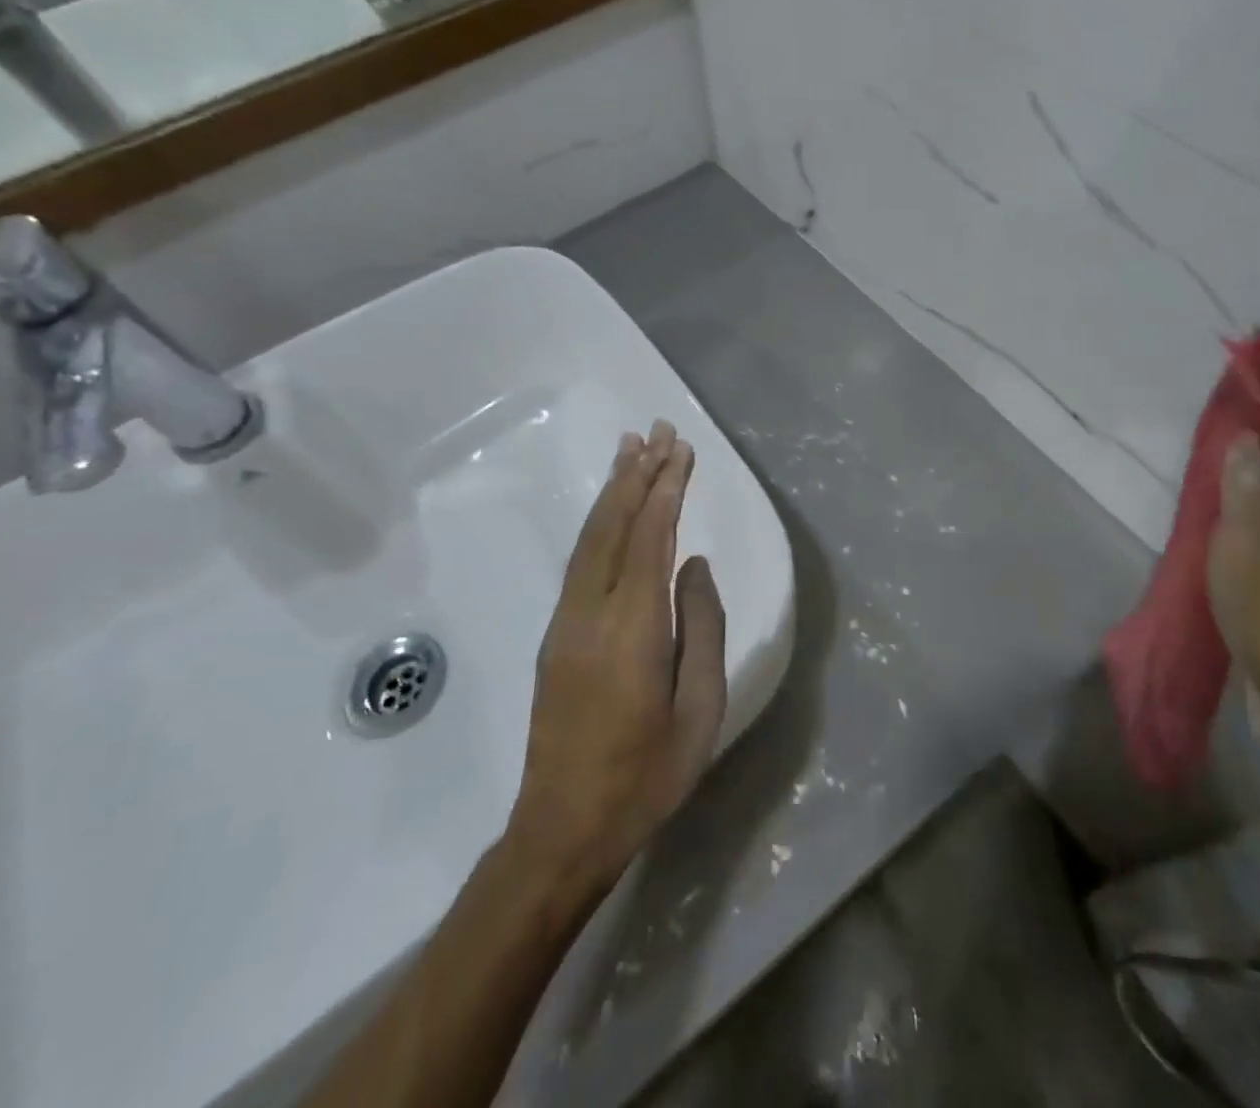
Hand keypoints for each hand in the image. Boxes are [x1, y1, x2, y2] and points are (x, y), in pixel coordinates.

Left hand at [508, 421, 727, 894]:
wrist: (563, 829)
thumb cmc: (647, 775)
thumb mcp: (700, 710)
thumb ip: (703, 628)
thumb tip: (693, 566)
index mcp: (633, 628)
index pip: (651, 538)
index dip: (666, 489)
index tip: (681, 451)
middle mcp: (592, 612)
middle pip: (615, 526)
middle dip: (637, 474)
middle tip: (656, 431)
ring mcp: (567, 622)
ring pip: (591, 538)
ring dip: (612, 490)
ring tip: (631, 450)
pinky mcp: (556, 636)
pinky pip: (581, 560)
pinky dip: (599, 522)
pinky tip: (611, 510)